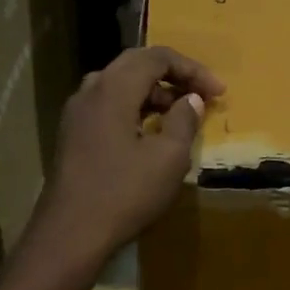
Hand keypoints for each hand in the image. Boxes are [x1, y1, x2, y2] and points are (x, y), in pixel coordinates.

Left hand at [31, 45, 224, 271]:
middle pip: (135, 65)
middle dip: (173, 76)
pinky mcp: (72, 135)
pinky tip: (150, 134)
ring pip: (120, 86)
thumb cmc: (125, 193)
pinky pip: (108, 106)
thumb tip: (190, 99)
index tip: (218, 93)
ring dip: (153, 93)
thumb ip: (184, 121)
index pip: (157, 57)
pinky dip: (134, 109)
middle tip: (201, 96)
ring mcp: (76, 113)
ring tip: (180, 115)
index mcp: (113, 88)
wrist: (71, 233)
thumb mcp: (169, 158)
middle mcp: (90, 90)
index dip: (192, 69)